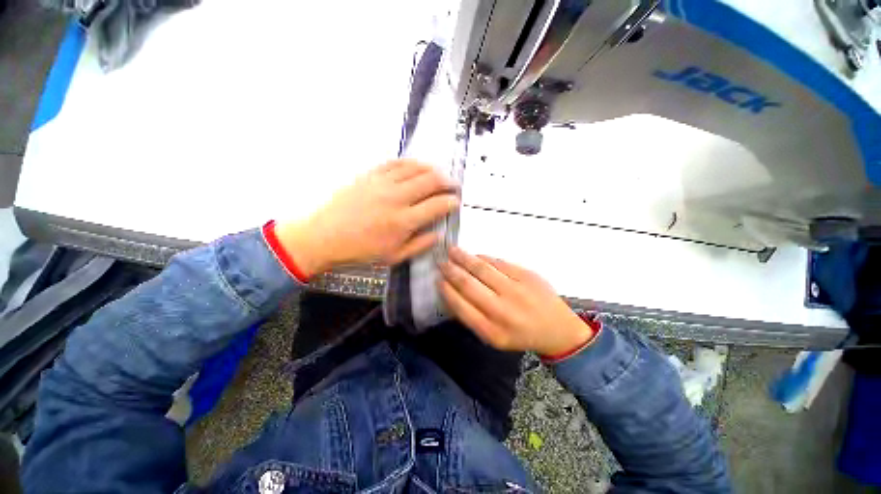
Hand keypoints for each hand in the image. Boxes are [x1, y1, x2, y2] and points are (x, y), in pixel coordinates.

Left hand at [274, 160, 458, 276]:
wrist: (325, 236)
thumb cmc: (361, 250)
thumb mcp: (394, 256)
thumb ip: (420, 245)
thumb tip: (438, 234)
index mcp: (404, 221)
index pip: (437, 205)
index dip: (451, 202)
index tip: (456, 202)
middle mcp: (396, 198)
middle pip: (430, 181)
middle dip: (447, 182)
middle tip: (452, 186)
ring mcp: (382, 183)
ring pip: (415, 168)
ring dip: (432, 169)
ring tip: (439, 174)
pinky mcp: (370, 175)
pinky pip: (395, 163)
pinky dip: (410, 163)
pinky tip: (416, 166)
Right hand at [438, 247, 593, 355]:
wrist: (558, 329)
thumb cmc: (520, 335)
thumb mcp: (494, 336)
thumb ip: (472, 317)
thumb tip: (451, 293)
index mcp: (491, 330)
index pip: (460, 305)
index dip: (446, 290)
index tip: (437, 279)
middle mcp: (502, 310)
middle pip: (468, 284)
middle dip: (451, 270)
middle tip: (441, 262)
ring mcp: (516, 290)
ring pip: (482, 268)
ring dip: (464, 258)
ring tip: (452, 251)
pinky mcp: (527, 275)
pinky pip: (498, 262)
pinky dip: (483, 257)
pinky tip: (475, 255)